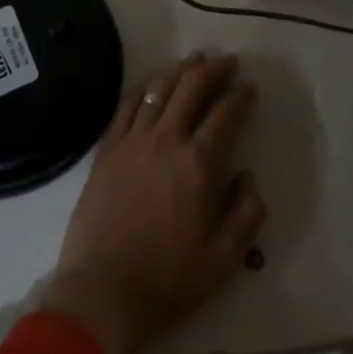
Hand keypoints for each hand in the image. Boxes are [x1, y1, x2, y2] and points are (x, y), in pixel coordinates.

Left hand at [39, 53, 263, 353]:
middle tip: (228, 61)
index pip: (225, 114)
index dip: (241, 96)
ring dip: (180, 69)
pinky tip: (152, 83)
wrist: (102, 294)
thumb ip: (247, 213)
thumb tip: (247, 175)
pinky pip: (127, 105)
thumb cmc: (167, 280)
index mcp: (198, 163)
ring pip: (159, 88)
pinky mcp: (107, 149)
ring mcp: (133, 140)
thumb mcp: (224, 258)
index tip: (250, 87)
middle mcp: (167, 139)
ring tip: (194, 59)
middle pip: (192, 87)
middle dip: (214, 68)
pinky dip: (144, 87)